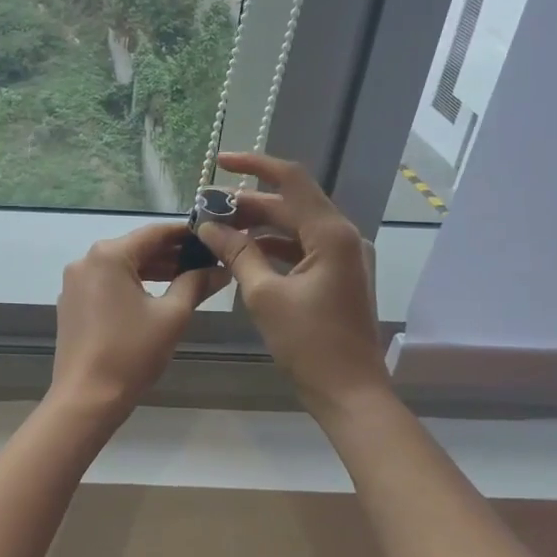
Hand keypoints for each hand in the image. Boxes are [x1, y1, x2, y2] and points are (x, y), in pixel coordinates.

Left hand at [52, 223, 228, 411]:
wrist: (86, 397)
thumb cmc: (131, 352)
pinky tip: (156, 297)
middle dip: (172, 254)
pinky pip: (107, 283)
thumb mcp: (172, 316)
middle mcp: (86, 260)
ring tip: (189, 278)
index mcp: (109, 255)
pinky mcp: (72, 303)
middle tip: (207, 261)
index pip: (154, 232)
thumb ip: (196, 284)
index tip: (212, 237)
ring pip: (122, 266)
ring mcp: (75, 283)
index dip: (186, 234)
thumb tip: (220, 269)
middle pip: (136, 248)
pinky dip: (132, 285)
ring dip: (153, 271)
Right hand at [197, 151, 389, 418]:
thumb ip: (237, 253)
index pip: (292, 180)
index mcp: (331, 234)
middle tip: (206, 208)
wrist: (351, 393)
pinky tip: (242, 255)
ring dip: (258, 226)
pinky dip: (272, 248)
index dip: (254, 165)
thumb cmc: (309, 344)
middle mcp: (343, 237)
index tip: (219, 163)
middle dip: (247, 203)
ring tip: (217, 231)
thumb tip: (209, 226)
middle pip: (291, 204)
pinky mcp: (339, 276)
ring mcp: (344, 257)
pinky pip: (302, 249)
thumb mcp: (265, 295)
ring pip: (294, 227)